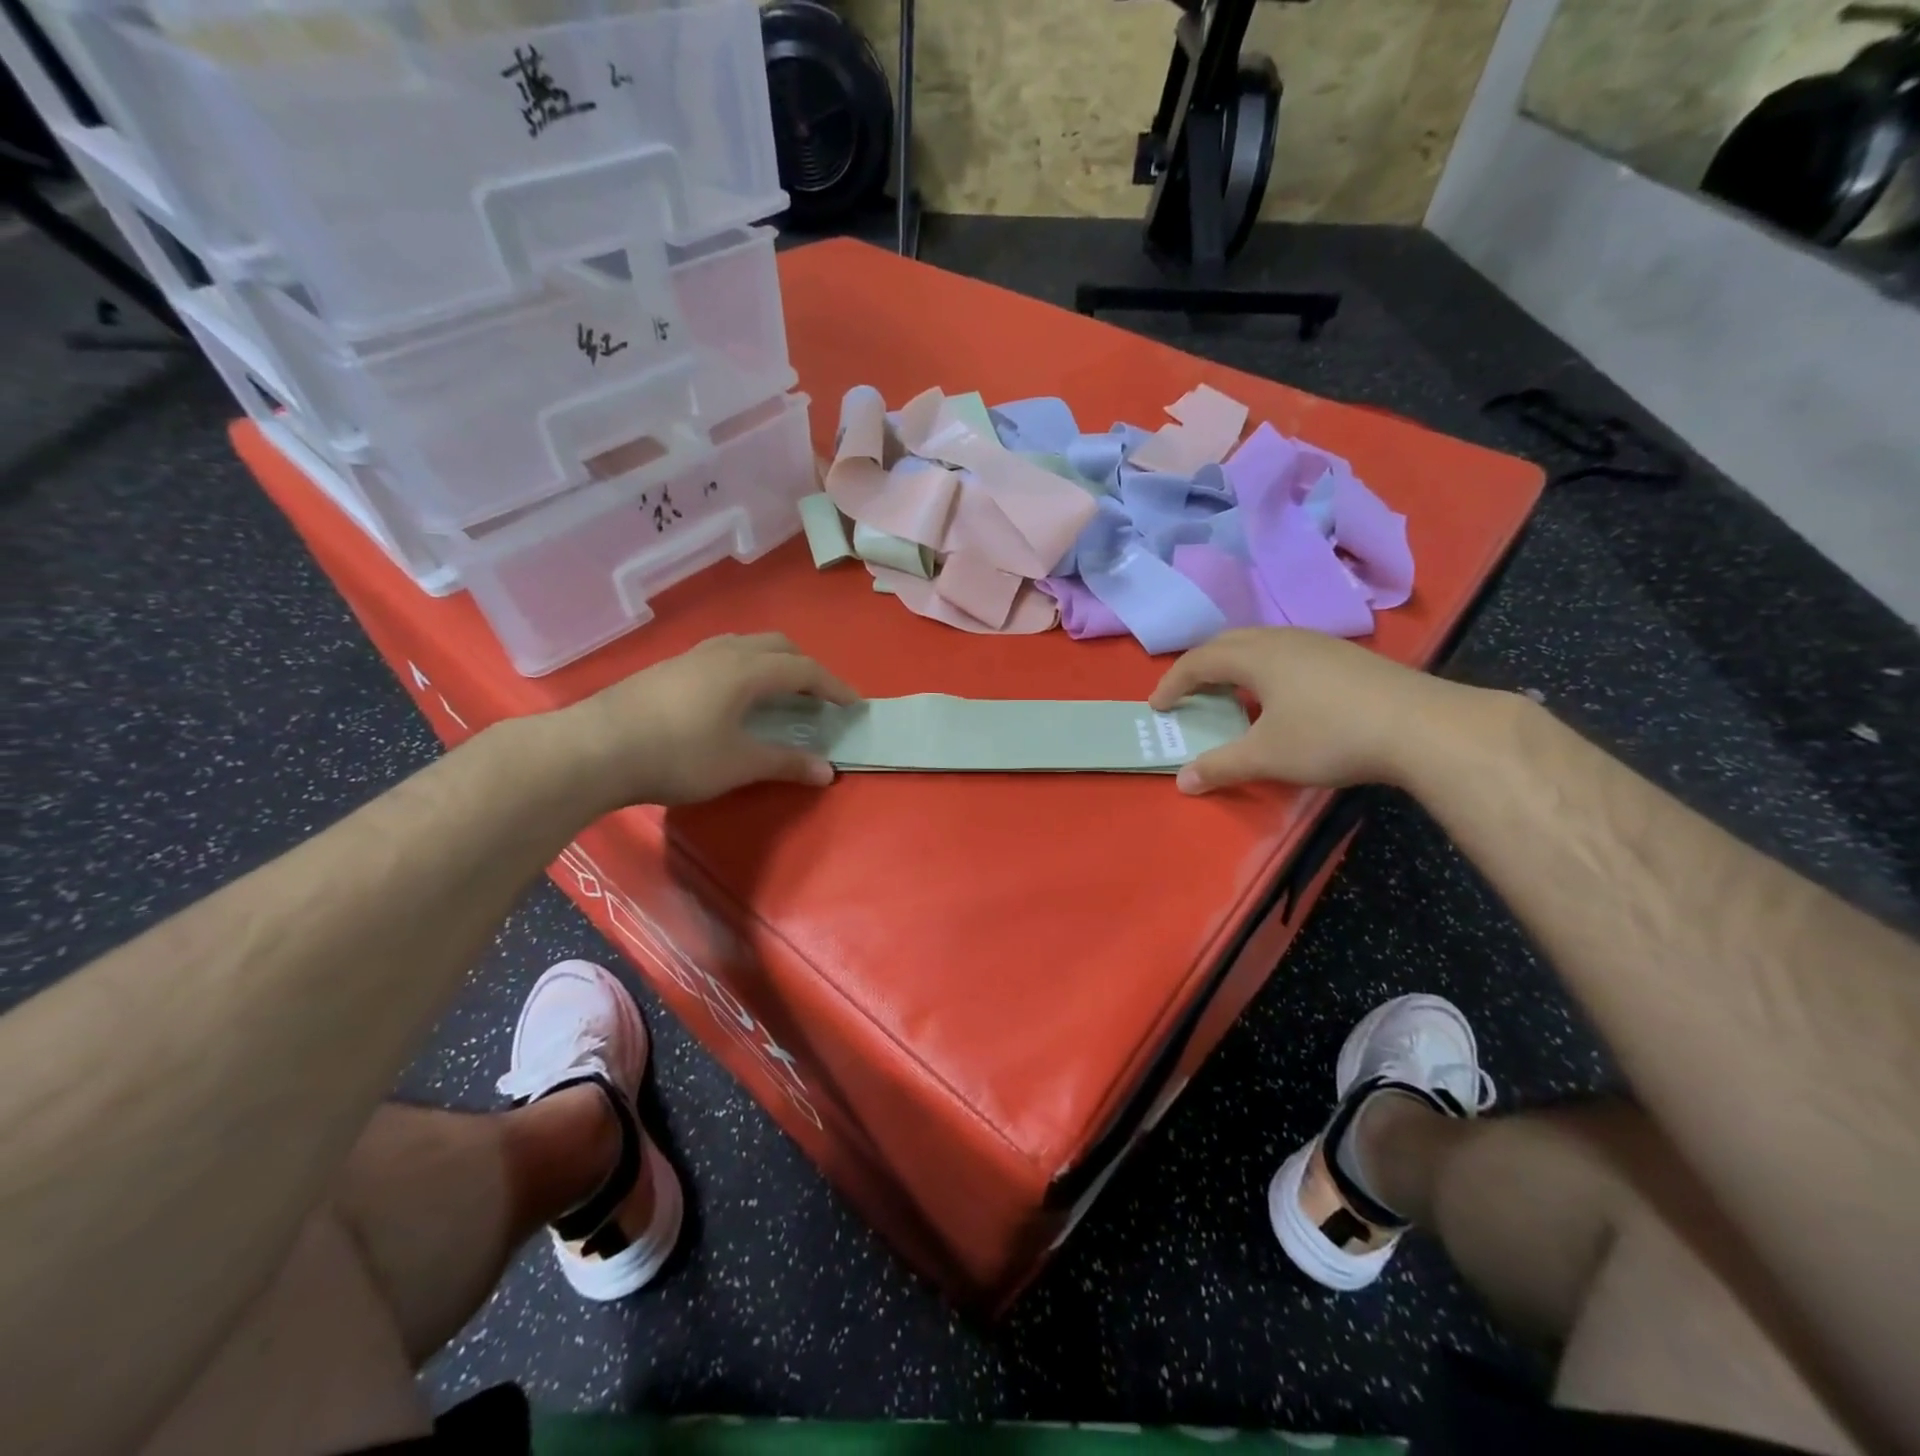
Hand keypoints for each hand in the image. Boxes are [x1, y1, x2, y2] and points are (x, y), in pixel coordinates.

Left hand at [556, 633, 859, 807]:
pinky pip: (721, 654)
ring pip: (746, 644)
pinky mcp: (667, 668)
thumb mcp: (738, 764)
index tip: (853, 705)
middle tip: (816, 697)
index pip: (804, 670)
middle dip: (805, 667)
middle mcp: (723, 653)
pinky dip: (744, 667)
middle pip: (777, 646)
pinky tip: (731, 697)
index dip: (833, 686)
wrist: (594, 748)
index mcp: (746, 670)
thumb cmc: (677, 755)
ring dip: (772, 662)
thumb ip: (785, 763)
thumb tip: (827, 772)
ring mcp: (691, 657)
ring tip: (777, 692)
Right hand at [1149, 628, 1458, 793]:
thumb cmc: (1330, 736)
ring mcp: (1317, 643)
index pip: (1198, 661)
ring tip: (1229, 692)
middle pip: (1227, 643)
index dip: (1173, 683)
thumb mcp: (1267, 756)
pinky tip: (1280, 696)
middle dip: (1200, 667)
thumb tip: (1182, 782)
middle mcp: (1282, 638)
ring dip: (1234, 665)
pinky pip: (1287, 652)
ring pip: (1260, 643)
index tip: (1157, 706)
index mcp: (1255, 656)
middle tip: (1188, 693)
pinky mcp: (1344, 656)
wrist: (1422, 726)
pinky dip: (1265, 668)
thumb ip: (1220, 766)